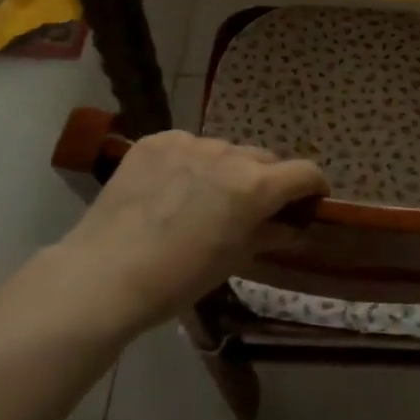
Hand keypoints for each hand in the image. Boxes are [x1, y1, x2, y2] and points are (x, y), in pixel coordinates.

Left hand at [54, 131, 328, 338]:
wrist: (106, 273)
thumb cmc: (179, 279)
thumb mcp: (234, 260)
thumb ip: (269, 233)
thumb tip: (291, 225)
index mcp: (256, 186)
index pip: (305, 172)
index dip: (313, 187)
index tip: (308, 201)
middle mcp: (229, 154)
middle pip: (264, 158)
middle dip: (267, 180)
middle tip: (250, 208)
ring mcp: (189, 143)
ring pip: (224, 150)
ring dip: (226, 169)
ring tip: (202, 199)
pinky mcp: (156, 141)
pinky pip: (187, 146)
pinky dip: (190, 163)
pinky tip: (170, 189)